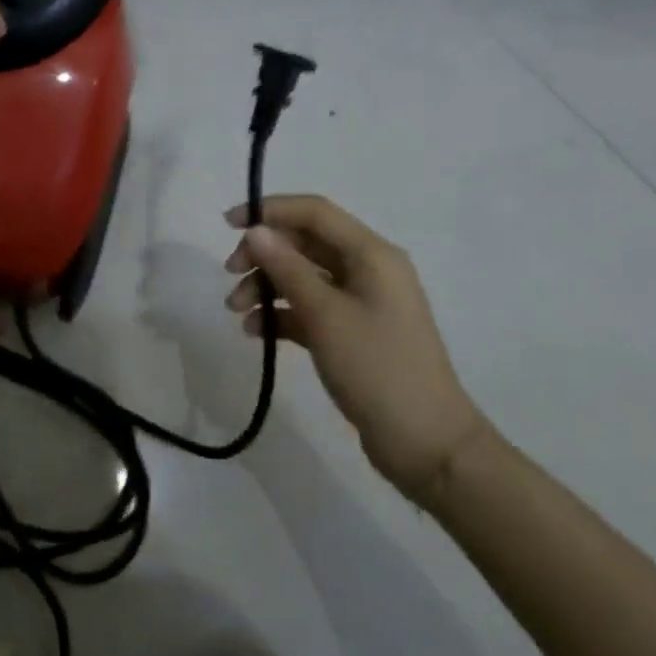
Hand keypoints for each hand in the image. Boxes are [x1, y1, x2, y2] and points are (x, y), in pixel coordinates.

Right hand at [224, 195, 491, 505]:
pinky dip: (281, 314)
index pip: (314, 212)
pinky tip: (256, 332)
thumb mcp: (325, 315)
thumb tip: (256, 230)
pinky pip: (309, 308)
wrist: (427, 445)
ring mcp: (361, 303)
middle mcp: (368, 270)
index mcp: (371, 255)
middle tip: (229, 275)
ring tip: (236, 311)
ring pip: (303, 276)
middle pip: (304, 243)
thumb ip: (287, 268)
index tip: (228, 225)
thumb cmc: (377, 369)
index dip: (269, 210)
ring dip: (266, 286)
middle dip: (263, 254)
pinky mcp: (353, 332)